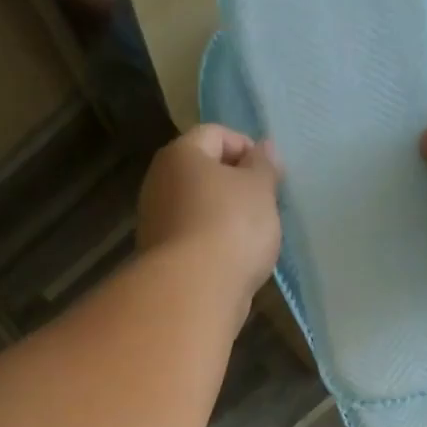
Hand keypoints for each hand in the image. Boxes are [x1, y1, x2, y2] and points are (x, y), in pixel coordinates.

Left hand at [138, 125, 282, 295]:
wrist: (193, 292)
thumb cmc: (231, 227)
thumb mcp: (259, 189)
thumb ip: (264, 165)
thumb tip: (263, 147)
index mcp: (180, 154)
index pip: (215, 134)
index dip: (247, 147)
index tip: (270, 175)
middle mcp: (159, 183)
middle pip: (202, 173)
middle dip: (235, 185)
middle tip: (264, 205)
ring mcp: (156, 223)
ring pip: (197, 209)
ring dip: (225, 217)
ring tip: (253, 237)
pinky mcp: (161, 259)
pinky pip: (193, 240)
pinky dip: (213, 245)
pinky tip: (234, 261)